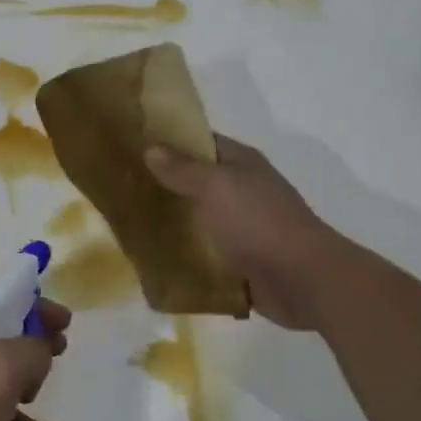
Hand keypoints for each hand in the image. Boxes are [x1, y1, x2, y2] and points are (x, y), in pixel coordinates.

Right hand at [145, 135, 340, 330]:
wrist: (301, 280)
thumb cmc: (258, 223)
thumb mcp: (216, 187)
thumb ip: (182, 169)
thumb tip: (152, 148)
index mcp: (241, 165)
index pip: (200, 142)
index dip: (168, 141)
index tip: (131, 145)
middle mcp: (242, 192)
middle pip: (195, 183)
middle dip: (162, 185)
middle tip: (119, 189)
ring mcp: (241, 228)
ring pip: (197, 220)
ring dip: (170, 224)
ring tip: (126, 226)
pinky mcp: (238, 262)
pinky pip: (203, 254)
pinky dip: (182, 257)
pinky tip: (151, 261)